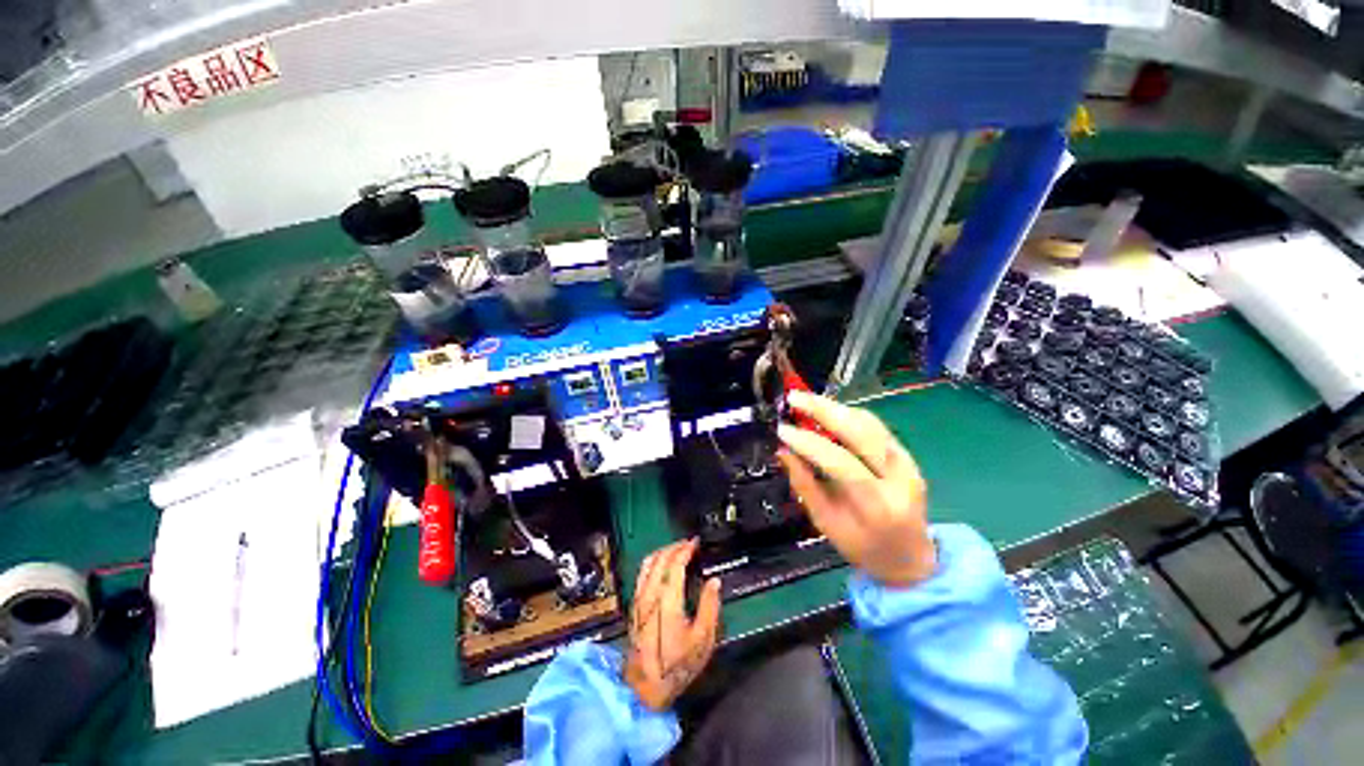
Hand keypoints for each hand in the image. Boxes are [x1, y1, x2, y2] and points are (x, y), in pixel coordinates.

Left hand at [623, 539, 721, 710]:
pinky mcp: (634, 604)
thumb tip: (714, 581)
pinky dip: (654, 561)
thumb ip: (710, 607)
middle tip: (689, 544)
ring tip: (677, 550)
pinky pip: (642, 572)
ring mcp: (639, 598)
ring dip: (663, 551)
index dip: (686, 549)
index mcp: (668, 600)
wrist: (644, 687)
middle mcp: (650, 594)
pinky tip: (662, 564)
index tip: (696, 542)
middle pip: (660, 559)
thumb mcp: (702, 640)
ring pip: (648, 563)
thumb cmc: (677, 665)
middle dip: (675, 546)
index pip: (675, 564)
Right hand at [776, 390, 935, 587]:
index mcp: (878, 506)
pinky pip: (876, 426)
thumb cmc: (863, 547)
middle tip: (794, 398)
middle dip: (824, 411)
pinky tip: (828, 411)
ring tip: (806, 401)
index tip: (783, 430)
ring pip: (871, 424)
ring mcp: (908, 464)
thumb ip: (805, 485)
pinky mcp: (908, 455)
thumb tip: (783, 451)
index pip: (842, 465)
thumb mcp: (826, 524)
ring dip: (836, 408)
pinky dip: (849, 414)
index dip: (810, 444)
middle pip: (862, 434)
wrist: (910, 558)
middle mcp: (899, 480)